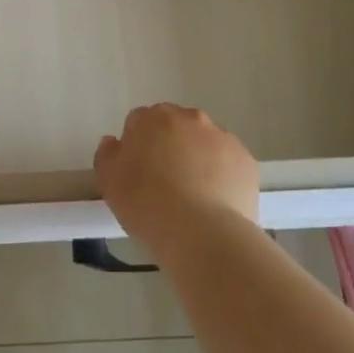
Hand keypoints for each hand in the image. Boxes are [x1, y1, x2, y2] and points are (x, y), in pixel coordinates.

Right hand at [94, 104, 259, 251]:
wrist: (202, 234)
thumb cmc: (147, 204)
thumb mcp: (109, 182)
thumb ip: (107, 155)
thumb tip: (114, 142)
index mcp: (152, 118)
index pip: (139, 122)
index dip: (137, 147)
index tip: (137, 173)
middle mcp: (189, 118)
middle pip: (175, 127)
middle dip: (169, 146)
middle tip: (164, 182)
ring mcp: (222, 138)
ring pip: (204, 143)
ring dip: (197, 159)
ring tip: (193, 197)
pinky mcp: (246, 161)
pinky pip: (229, 164)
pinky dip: (222, 176)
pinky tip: (215, 204)